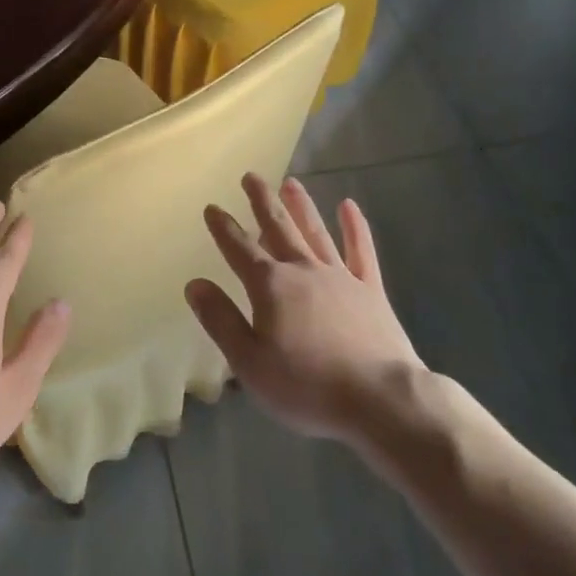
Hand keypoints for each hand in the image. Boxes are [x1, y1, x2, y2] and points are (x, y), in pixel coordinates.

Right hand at [185, 175, 424, 450]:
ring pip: (316, 231)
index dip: (223, 228)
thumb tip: (195, 284)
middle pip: (278, 227)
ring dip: (301, 205)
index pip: (239, 249)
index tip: (212, 207)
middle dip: (262, 201)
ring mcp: (340, 277)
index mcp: (270, 286)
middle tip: (251, 175)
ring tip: (291, 182)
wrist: (380, 399)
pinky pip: (361, 251)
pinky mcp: (371, 290)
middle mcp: (303, 270)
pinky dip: (355, 227)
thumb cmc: (307, 386)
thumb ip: (220, 320)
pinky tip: (349, 206)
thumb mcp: (249, 361)